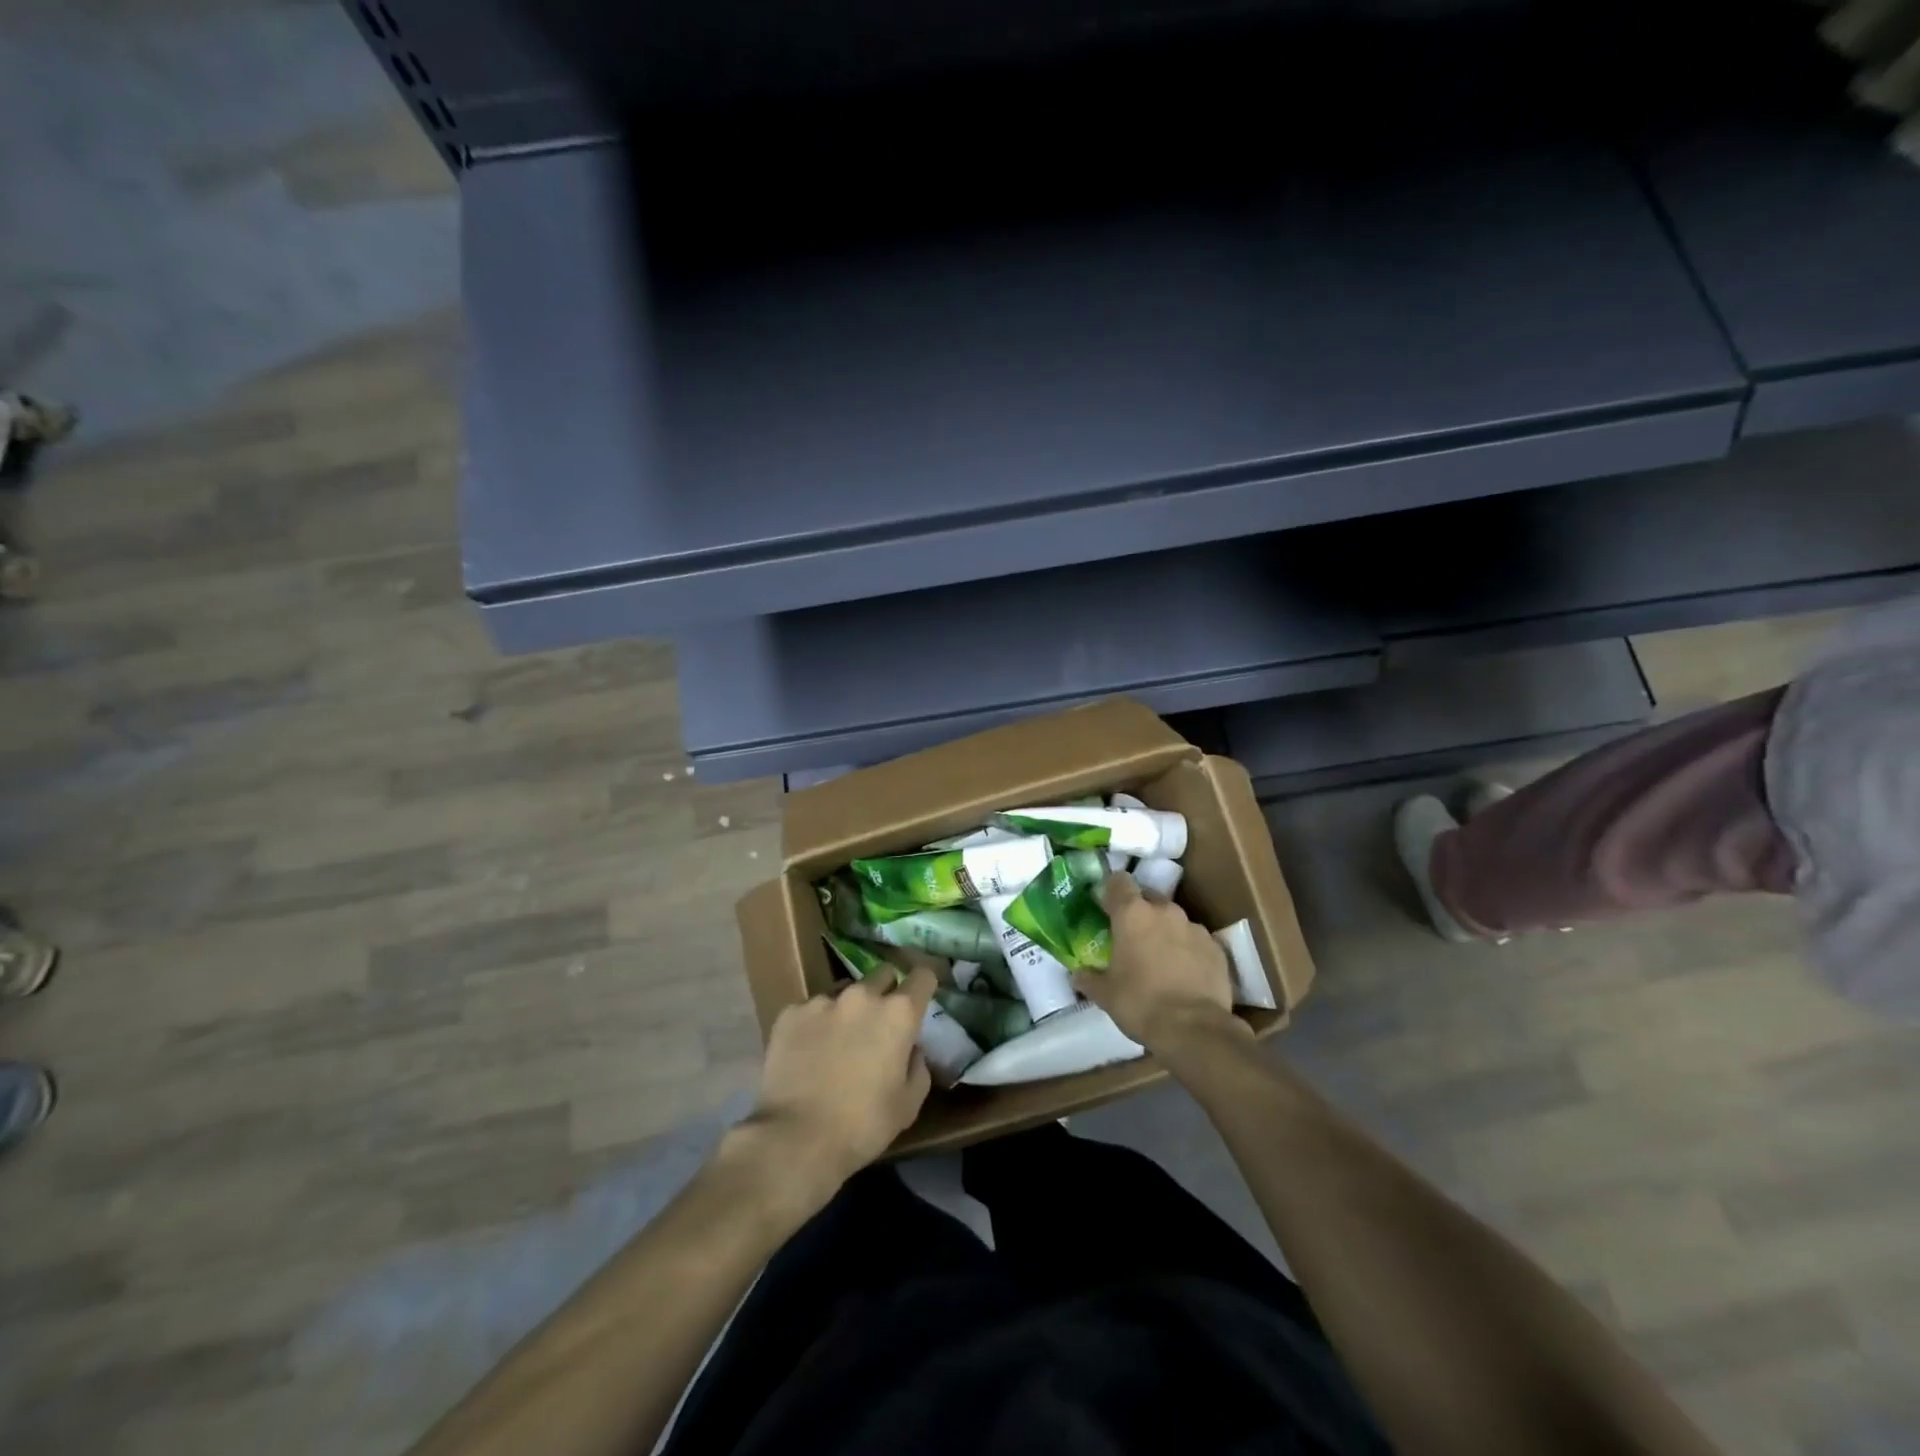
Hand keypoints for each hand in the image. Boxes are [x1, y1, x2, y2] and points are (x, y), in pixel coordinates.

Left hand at [744, 966, 935, 1192]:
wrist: (795, 1138)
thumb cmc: (863, 1125)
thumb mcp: (908, 1104)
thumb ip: (918, 1066)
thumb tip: (911, 1049)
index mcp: (898, 1013)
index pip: (922, 976)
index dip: (923, 985)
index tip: (920, 998)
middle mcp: (862, 995)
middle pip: (883, 975)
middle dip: (886, 992)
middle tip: (879, 1023)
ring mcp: (823, 1000)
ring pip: (844, 990)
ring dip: (849, 1008)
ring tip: (838, 1040)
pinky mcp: (790, 1012)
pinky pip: (811, 1009)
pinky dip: (815, 1024)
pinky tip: (807, 1052)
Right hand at [1074, 873, 1242, 1052]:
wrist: (1194, 1029)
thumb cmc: (1140, 1004)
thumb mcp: (1105, 995)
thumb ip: (1088, 978)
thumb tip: (1077, 974)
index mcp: (1132, 914)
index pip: (1119, 881)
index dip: (1111, 891)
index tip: (1106, 908)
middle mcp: (1164, 911)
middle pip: (1148, 897)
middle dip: (1139, 912)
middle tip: (1131, 937)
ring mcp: (1194, 927)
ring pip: (1174, 919)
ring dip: (1165, 931)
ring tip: (1160, 958)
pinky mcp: (1216, 947)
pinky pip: (1196, 940)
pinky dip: (1188, 949)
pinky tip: (1184, 973)